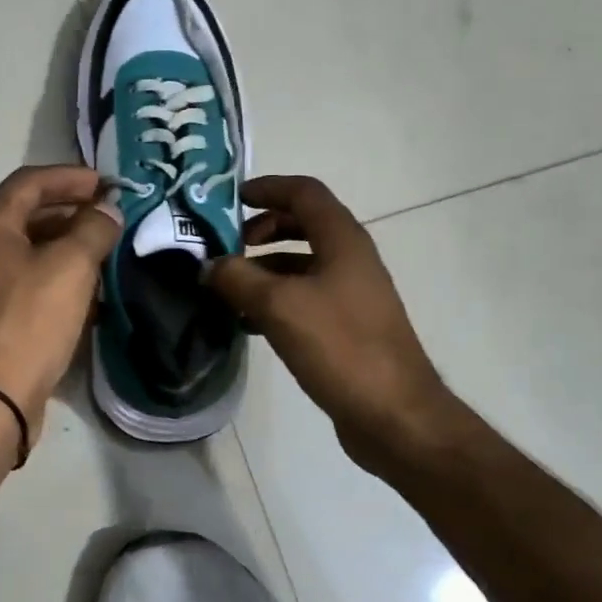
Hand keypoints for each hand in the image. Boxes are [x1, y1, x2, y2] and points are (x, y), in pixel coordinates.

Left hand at [0, 166, 122, 449]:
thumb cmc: (29, 321)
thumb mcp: (70, 266)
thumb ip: (93, 229)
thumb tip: (107, 210)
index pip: (30, 181)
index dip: (72, 177)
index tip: (110, 185)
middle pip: (29, 216)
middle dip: (73, 213)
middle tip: (112, 220)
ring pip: (31, 254)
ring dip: (68, 249)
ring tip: (106, 255)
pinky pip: (29, 286)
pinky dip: (58, 281)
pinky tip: (88, 296)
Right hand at [206, 175, 464, 482]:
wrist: (393, 414)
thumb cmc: (340, 347)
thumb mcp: (279, 306)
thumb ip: (238, 279)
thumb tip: (208, 266)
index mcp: (342, 241)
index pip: (304, 193)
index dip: (267, 187)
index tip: (231, 198)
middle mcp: (350, 260)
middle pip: (303, 226)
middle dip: (262, 229)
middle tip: (227, 247)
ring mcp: (351, 295)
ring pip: (301, 266)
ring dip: (264, 268)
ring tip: (227, 288)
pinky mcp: (346, 328)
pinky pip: (304, 299)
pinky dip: (275, 301)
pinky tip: (247, 323)